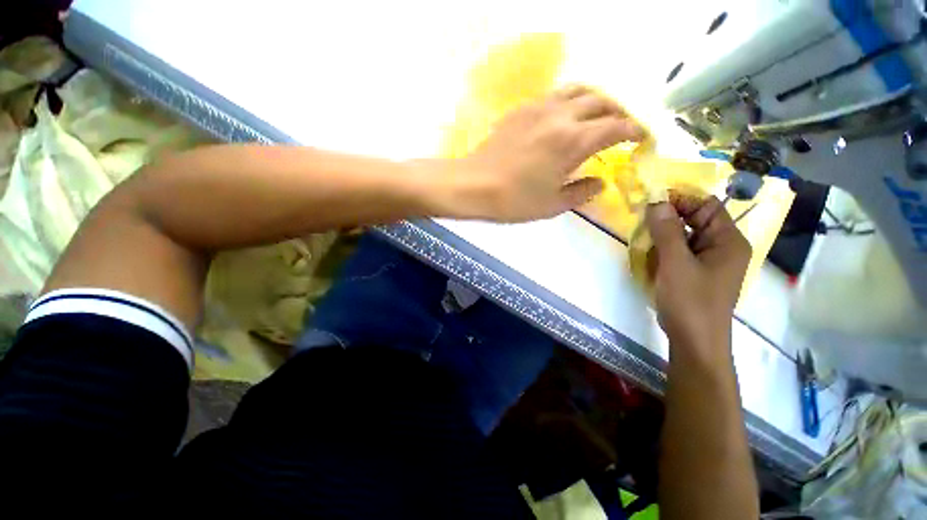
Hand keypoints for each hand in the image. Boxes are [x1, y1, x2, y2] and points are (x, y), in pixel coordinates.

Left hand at [432, 85, 644, 221]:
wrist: (473, 186)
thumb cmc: (513, 201)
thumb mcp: (552, 205)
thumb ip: (581, 192)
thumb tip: (599, 182)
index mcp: (574, 140)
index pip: (617, 126)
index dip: (635, 131)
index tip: (642, 138)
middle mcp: (562, 115)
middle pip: (602, 101)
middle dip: (619, 112)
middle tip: (621, 128)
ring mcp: (539, 108)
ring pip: (579, 90)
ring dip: (595, 100)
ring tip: (597, 117)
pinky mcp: (521, 109)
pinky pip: (555, 95)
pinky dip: (570, 101)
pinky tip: (564, 117)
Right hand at [645, 194, 750, 360]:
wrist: (694, 340)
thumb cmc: (689, 300)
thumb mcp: (675, 263)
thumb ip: (666, 231)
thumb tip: (657, 202)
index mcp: (728, 241)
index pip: (707, 206)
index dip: (680, 201)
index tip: (651, 204)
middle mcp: (723, 247)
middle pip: (696, 221)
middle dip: (669, 220)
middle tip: (643, 224)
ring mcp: (710, 262)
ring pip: (685, 237)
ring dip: (664, 238)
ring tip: (644, 244)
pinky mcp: (697, 274)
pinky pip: (681, 253)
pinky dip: (665, 252)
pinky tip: (651, 261)